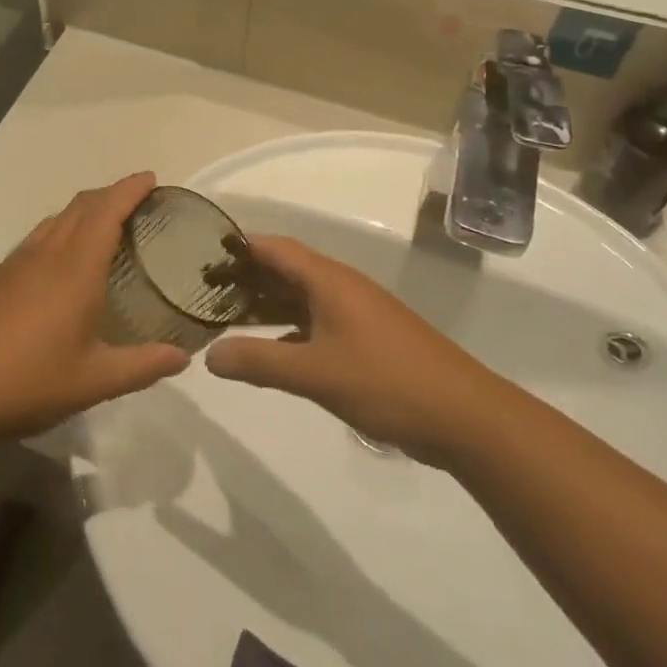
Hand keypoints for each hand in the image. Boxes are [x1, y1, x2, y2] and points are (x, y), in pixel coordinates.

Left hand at [0, 172, 188, 442]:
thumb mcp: (95, 381)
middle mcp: (46, 254)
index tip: (150, 178)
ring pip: (56, 219)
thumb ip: (142, 366)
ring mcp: (17, 263)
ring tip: (105, 224)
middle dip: (110, 194)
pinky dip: (61, 230)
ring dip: (83, 210)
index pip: (106, 212)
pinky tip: (62, 259)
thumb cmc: (29, 381)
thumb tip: (184, 357)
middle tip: (137, 200)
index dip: (129, 189)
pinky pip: (38, 237)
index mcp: (75, 269)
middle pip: (81, 206)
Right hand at [203, 237, 507, 465]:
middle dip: (245, 278)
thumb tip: (209, 356)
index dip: (237, 248)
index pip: (273, 248)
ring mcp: (356, 313)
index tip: (201, 256)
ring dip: (265, 304)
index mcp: (329, 281)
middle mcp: (340, 288)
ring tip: (225, 317)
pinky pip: (315, 322)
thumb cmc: (387, 383)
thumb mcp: (315, 373)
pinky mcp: (366, 340)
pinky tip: (269, 349)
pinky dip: (287, 329)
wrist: (466, 418)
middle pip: (284, 270)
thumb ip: (259, 361)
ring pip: (300, 298)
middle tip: (203, 292)